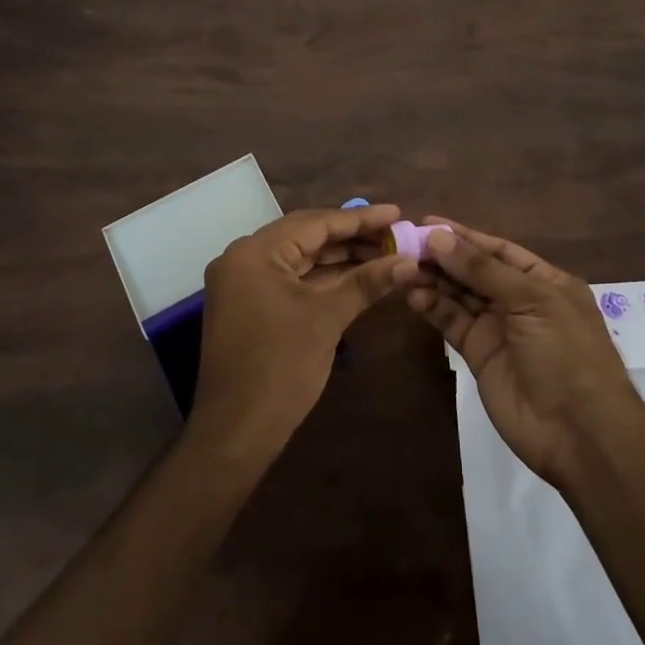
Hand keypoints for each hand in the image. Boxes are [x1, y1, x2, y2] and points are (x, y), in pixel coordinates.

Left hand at [190, 204, 417, 460]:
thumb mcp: (327, 318)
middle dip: (352, 237)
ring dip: (339, 258)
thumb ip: (366, 282)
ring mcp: (243, 282)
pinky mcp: (249, 304)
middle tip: (395, 235)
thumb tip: (409, 262)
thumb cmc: (281, 368)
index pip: (315, 223)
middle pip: (306, 236)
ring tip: (384, 254)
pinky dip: (322, 279)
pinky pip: (290, 279)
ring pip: (300, 259)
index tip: (396, 213)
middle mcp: (244, 257)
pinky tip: (356, 277)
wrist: (236, 432)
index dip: (359, 219)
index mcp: (255, 252)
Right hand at [406, 217, 644, 487]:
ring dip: (433, 281)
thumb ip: (482, 269)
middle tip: (404, 244)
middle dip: (443, 257)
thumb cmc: (566, 353)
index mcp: (544, 281)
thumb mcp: (531, 301)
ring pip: (459, 296)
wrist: (579, 433)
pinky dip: (433, 308)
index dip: (464, 236)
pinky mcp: (479, 354)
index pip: (498, 250)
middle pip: (475, 271)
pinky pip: (453, 323)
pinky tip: (412, 295)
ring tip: (402, 268)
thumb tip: (438, 237)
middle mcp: (520, 300)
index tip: (426, 223)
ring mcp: (498, 328)